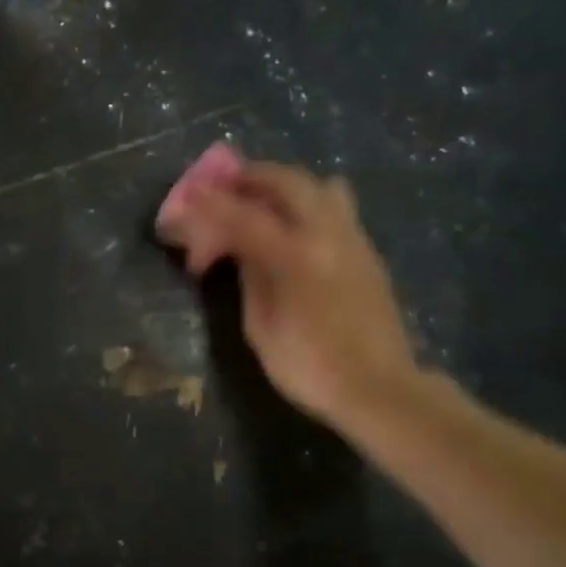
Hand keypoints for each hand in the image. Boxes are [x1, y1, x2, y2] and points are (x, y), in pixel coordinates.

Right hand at [157, 161, 418, 425]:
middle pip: (287, 182)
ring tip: (260, 201)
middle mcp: (327, 235)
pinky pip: (335, 207)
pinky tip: (290, 227)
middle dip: (250, 178)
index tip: (187, 195)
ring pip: (319, 186)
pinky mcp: (367, 251)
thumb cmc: (309, 367)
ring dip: (284, 185)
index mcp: (295, 257)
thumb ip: (250, 277)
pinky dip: (306, 202)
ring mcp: (353, 239)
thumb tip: (240, 248)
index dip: (211, 204)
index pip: (244, 216)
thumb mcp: (261, 327)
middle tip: (224, 187)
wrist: (378, 389)